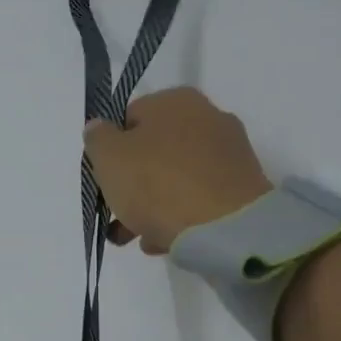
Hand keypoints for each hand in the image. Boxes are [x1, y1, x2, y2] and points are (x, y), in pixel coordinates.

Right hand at [81, 87, 271, 253]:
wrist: (225, 229)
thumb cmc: (157, 184)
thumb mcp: (108, 157)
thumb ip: (97, 138)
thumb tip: (100, 128)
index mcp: (175, 100)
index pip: (129, 118)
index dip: (110, 150)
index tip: (102, 179)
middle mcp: (208, 117)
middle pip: (154, 151)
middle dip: (131, 184)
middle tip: (115, 215)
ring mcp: (229, 154)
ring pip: (176, 178)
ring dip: (152, 206)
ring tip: (136, 237)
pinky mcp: (242, 188)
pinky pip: (199, 199)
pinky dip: (180, 217)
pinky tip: (164, 240)